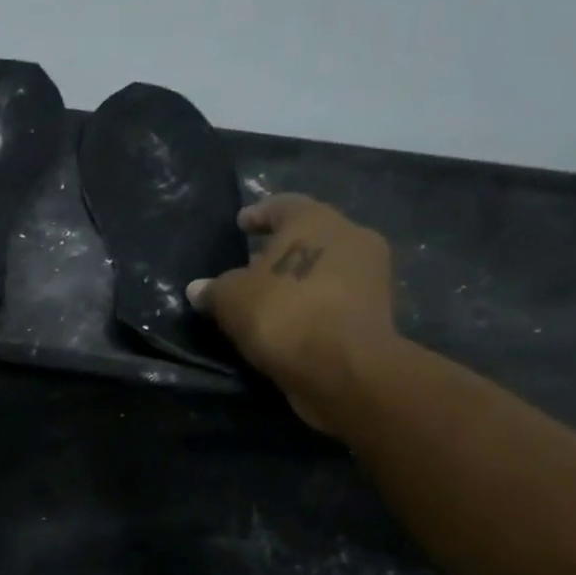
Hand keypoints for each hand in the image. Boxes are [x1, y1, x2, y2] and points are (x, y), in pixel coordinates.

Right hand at [187, 194, 400, 436]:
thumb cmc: (283, 314)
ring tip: (270, 298)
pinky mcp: (378, 312)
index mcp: (314, 219)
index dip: (259, 214)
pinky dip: (315, 305)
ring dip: (300, 279)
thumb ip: (214, 290)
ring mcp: (371, 275)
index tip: (242, 224)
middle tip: (253, 265)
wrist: (344, 368)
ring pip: (326, 267)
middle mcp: (350, 236)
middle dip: (281, 249)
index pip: (283, 205)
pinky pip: (336, 299)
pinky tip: (292, 321)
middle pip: (310, 235)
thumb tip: (197, 289)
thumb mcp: (231, 301)